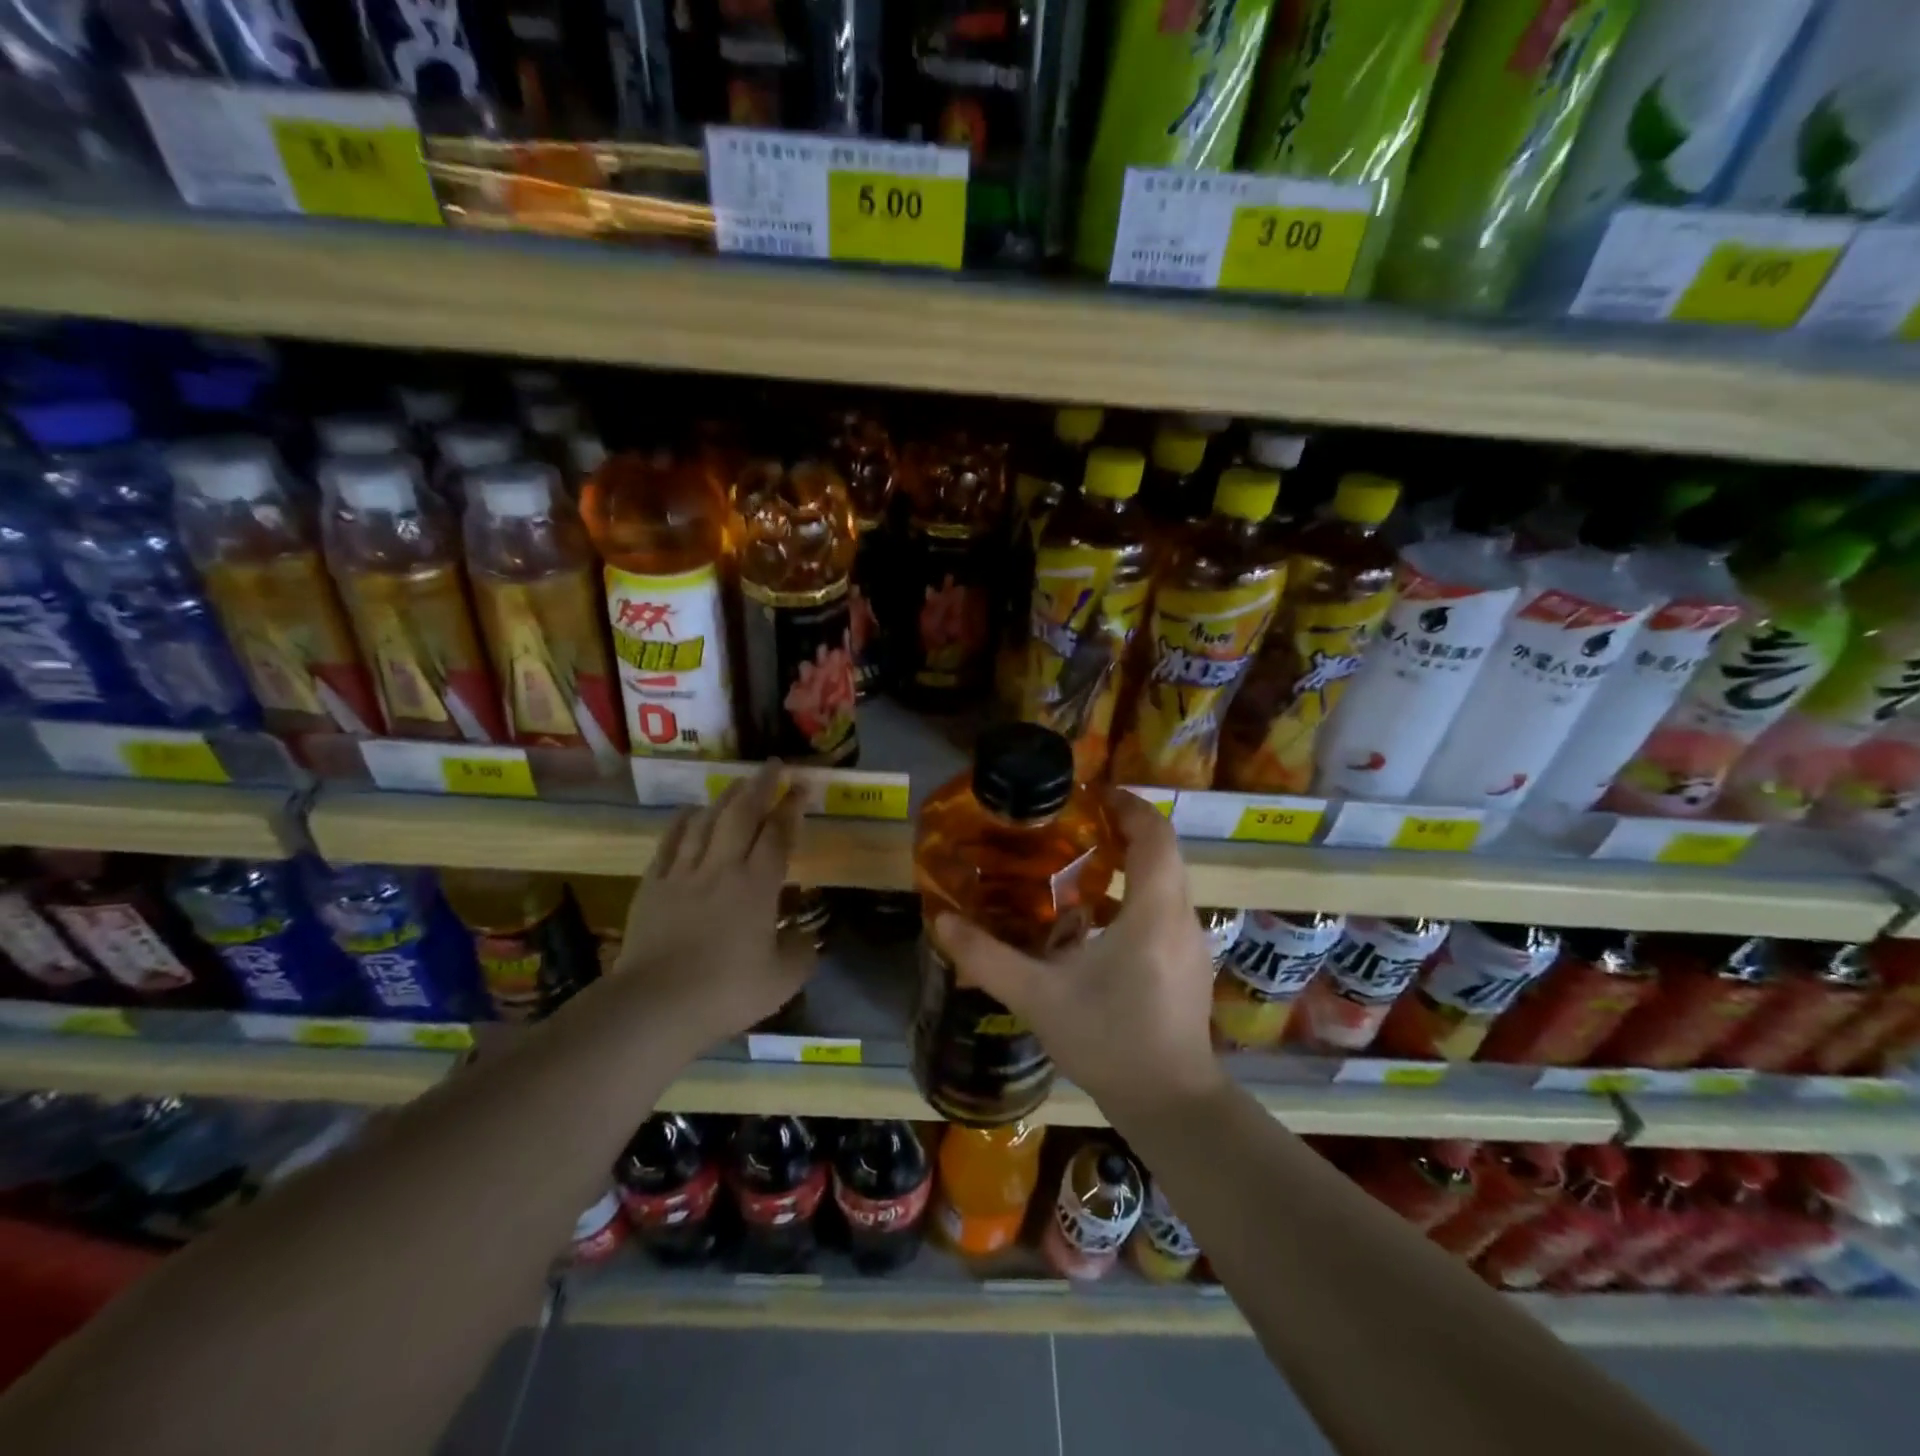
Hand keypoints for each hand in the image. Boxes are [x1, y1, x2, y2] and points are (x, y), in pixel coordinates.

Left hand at [616, 762, 812, 1053]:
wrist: (655, 1005)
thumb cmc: (726, 991)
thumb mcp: (782, 980)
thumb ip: (801, 953)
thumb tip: (808, 937)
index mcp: (758, 886)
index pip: (779, 834)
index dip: (792, 806)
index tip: (802, 785)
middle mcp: (722, 868)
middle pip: (742, 814)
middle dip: (760, 785)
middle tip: (773, 765)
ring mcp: (683, 873)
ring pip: (706, 821)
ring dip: (724, 798)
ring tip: (737, 783)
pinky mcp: (653, 885)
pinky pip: (669, 843)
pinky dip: (682, 822)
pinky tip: (689, 811)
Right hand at [933, 789, 1225, 1119]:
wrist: (1171, 1105)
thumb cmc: (1109, 1041)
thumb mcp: (1038, 997)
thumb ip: (987, 957)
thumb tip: (941, 921)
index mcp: (1153, 911)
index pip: (1155, 834)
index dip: (1128, 805)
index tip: (1092, 794)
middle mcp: (1181, 917)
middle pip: (1164, 852)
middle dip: (1125, 829)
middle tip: (1078, 825)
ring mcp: (1191, 943)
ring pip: (1167, 882)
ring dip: (1132, 864)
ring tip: (1081, 864)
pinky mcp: (1189, 966)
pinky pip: (1165, 910)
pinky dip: (1136, 896)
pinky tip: (1094, 922)